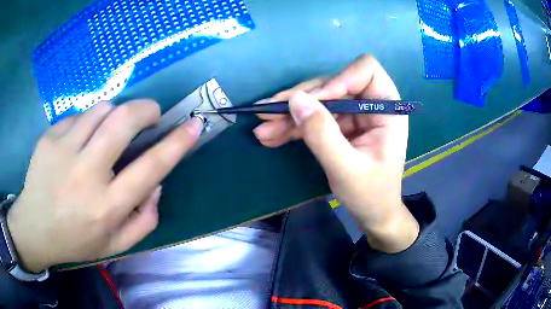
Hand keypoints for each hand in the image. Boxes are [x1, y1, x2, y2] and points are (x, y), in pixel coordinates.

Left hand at [7, 100, 202, 272]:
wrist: (34, 227)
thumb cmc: (76, 240)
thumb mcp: (116, 245)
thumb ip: (144, 219)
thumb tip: (157, 183)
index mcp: (106, 207)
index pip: (150, 167)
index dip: (177, 143)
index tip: (194, 125)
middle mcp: (86, 174)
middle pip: (123, 121)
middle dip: (146, 109)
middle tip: (150, 115)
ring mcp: (63, 150)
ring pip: (101, 109)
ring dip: (115, 115)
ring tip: (108, 132)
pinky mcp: (49, 137)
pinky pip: (79, 116)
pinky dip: (88, 123)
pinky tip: (79, 142)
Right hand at [254, 55, 418, 252]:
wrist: (373, 215)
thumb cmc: (371, 195)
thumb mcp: (347, 169)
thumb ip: (323, 134)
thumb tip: (294, 101)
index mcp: (387, 109)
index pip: (365, 71)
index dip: (337, 80)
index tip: (313, 102)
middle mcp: (371, 104)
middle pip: (333, 84)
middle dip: (301, 100)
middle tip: (267, 114)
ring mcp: (354, 114)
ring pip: (318, 101)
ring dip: (290, 114)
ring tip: (263, 130)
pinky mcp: (340, 126)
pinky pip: (314, 117)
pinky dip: (293, 126)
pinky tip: (271, 136)